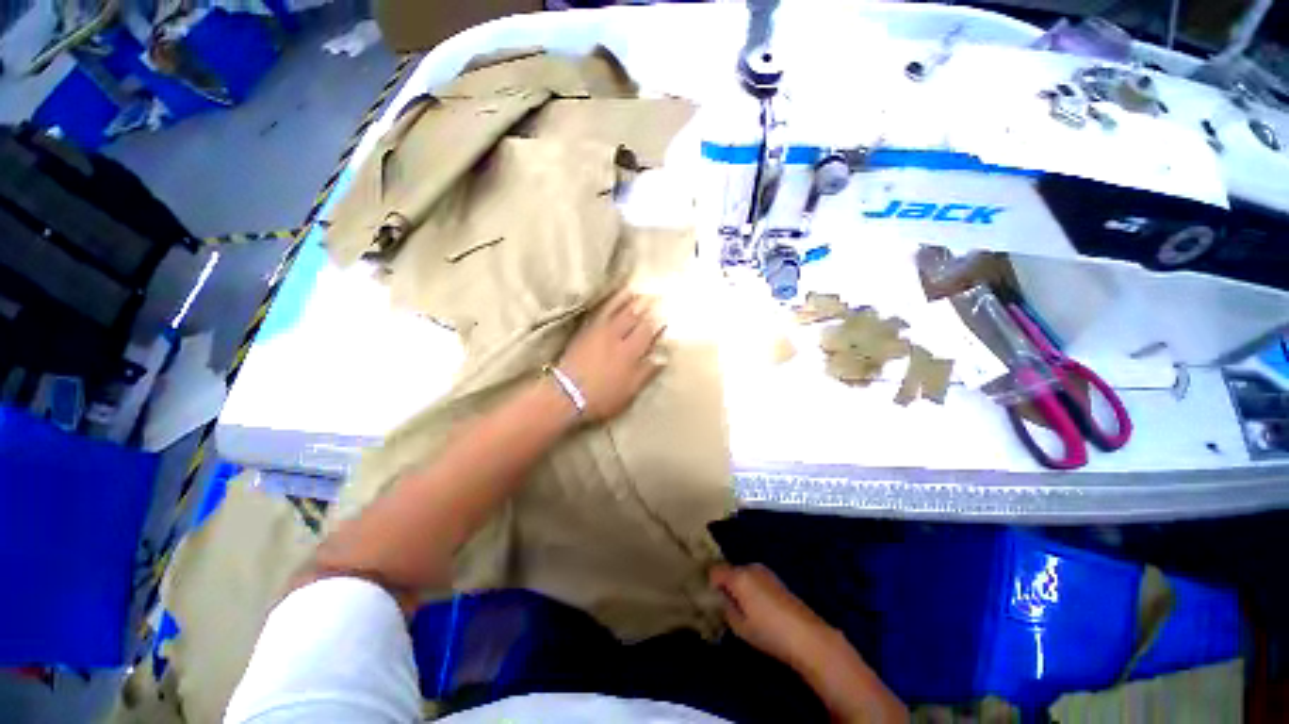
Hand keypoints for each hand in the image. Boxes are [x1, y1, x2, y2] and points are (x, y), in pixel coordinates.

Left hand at [558, 289, 665, 421]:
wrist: (566, 394)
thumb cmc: (602, 397)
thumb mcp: (629, 391)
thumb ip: (646, 372)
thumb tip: (663, 357)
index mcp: (630, 352)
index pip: (648, 331)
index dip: (658, 323)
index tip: (666, 315)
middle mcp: (617, 336)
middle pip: (635, 317)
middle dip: (647, 306)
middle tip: (657, 296)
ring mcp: (600, 331)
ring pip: (619, 310)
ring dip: (631, 300)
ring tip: (640, 291)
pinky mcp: (587, 330)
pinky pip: (602, 310)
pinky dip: (611, 301)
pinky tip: (616, 296)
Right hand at [710, 563, 837, 668]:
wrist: (807, 636)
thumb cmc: (769, 632)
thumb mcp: (740, 626)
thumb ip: (726, 609)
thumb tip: (723, 600)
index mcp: (738, 576)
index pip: (715, 571)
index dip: (710, 584)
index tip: (711, 600)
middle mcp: (750, 568)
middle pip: (730, 571)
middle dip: (726, 585)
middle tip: (727, 607)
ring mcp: (765, 572)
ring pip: (744, 574)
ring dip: (740, 586)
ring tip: (744, 609)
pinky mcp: (777, 580)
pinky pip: (756, 579)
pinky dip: (752, 589)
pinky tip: (760, 609)